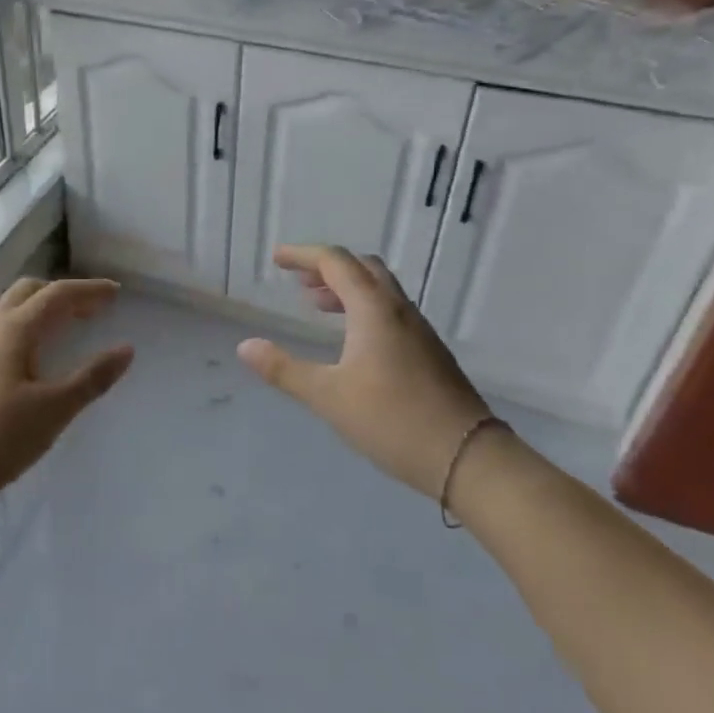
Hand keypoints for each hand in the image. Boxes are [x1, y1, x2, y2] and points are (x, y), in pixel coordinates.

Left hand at [0, 276, 133, 500]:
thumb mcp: (52, 411)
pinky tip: (18, 352)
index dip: (89, 290)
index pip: (58, 294)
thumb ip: (91, 378)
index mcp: (15, 328)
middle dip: (62, 294)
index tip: (116, 293)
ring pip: (4, 306)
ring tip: (57, 326)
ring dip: (35, 305)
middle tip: (90, 311)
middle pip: (28, 290)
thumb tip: (126, 350)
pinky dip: (15, 323)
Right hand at [237, 245, 490, 499]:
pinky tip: (352, 339)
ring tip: (317, 305)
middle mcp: (398, 310)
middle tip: (298, 281)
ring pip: (380, 290)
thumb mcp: (328, 396)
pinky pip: (390, 311)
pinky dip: (363, 308)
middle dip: (327, 267)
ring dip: (347, 288)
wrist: (467, 457)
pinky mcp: (429, 351)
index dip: (303, 255)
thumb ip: (284, 369)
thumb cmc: (392, 420)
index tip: (277, 259)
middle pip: (362, 268)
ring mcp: (419, 330)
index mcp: (373, 310)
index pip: (335, 263)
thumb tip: (246, 346)